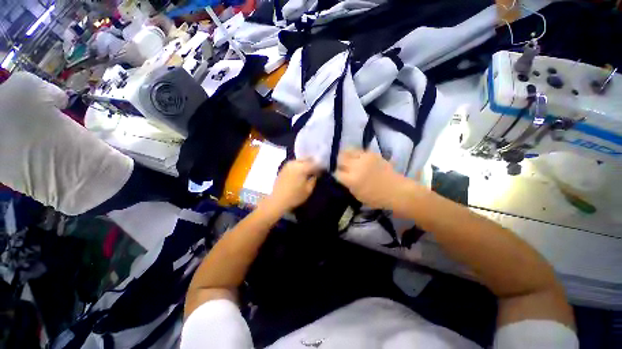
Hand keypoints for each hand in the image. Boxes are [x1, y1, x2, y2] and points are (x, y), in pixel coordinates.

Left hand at [264, 159, 319, 212]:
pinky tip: (301, 171)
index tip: (323, 170)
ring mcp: (288, 165)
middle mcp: (295, 163)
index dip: (320, 166)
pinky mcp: (283, 168)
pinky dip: (299, 165)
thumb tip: (315, 174)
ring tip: (309, 169)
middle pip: (306, 158)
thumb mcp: (308, 190)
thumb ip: (313, 179)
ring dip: (306, 163)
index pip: (315, 164)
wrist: (278, 200)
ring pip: (300, 160)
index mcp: (302, 168)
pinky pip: (294, 163)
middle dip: (313, 162)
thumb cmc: (295, 196)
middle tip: (317, 168)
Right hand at [335, 149, 405, 209]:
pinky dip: (355, 154)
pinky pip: (358, 151)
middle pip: (340, 159)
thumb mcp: (357, 196)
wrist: (397, 190)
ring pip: (347, 151)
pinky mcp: (372, 154)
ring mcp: (364, 158)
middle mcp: (356, 167)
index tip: (339, 177)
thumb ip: (348, 185)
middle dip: (339, 164)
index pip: (337, 173)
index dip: (337, 175)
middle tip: (343, 168)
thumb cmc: (376, 198)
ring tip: (348, 161)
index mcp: (352, 180)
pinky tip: (357, 159)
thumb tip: (343, 177)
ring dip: (345, 156)